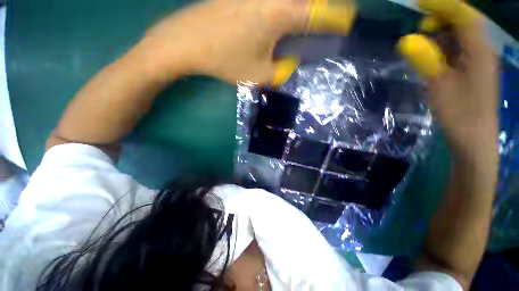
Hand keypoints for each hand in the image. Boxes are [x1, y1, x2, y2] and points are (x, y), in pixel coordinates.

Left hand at [136, 0, 356, 84]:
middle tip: (329, 21)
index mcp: (281, 13)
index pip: (321, 12)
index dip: (338, 18)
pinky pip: (274, 1)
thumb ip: (281, 70)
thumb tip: (292, 60)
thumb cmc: (224, 59)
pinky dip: (285, 9)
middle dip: (324, 8)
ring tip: (308, 23)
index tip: (347, 22)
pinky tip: (283, 18)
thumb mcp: (259, 74)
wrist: (187, 41)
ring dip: (306, 7)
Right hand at [398, 0, 498, 164]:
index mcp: (478, 51)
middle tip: (420, 28)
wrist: (474, 138)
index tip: (421, 3)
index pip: (464, 15)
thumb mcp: (439, 85)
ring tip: (422, 43)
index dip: (444, 4)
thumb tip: (407, 41)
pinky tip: (433, 56)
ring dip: (441, 35)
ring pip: (460, 36)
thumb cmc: (459, 114)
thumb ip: (426, 59)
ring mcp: (479, 61)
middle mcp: (482, 50)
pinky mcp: (473, 71)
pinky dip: (445, 48)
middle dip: (442, 19)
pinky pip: (459, 50)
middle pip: (463, 22)